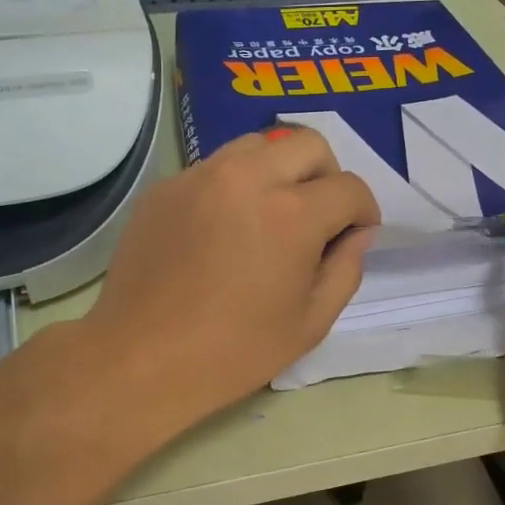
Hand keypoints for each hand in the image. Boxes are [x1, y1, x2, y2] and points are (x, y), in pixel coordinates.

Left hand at [87, 127, 379, 428]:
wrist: (140, 360)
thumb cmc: (233, 352)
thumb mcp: (311, 323)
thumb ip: (346, 268)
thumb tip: (356, 233)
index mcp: (292, 215)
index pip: (349, 188)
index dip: (364, 212)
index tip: (356, 233)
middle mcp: (247, 178)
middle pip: (308, 145)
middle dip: (328, 176)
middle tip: (319, 217)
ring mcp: (200, 177)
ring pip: (258, 144)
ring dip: (280, 171)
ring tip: (270, 214)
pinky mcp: (165, 187)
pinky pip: (215, 167)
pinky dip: (235, 185)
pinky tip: (223, 228)